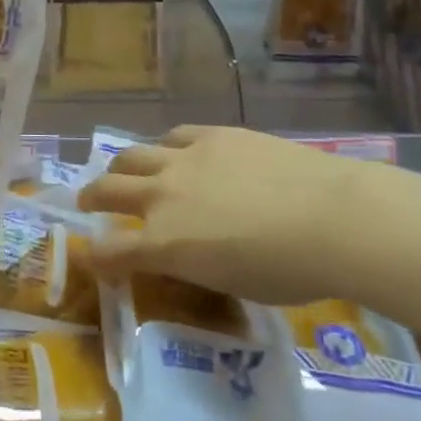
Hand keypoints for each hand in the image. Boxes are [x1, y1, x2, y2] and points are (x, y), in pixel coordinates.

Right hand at [79, 126, 382, 305]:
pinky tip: (173, 152)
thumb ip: (194, 265)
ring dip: (120, 167)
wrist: (333, 218)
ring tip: (123, 171)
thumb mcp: (231, 284)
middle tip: (88, 202)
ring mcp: (183, 160)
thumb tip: (185, 252)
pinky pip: (173, 137)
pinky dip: (165, 148)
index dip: (96, 258)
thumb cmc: (290, 271)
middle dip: (90, 198)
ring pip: (131, 155)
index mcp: (164, 245)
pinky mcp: (211, 135)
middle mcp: (162, 197)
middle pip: (107, 190)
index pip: (110, 252)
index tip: (96, 259)